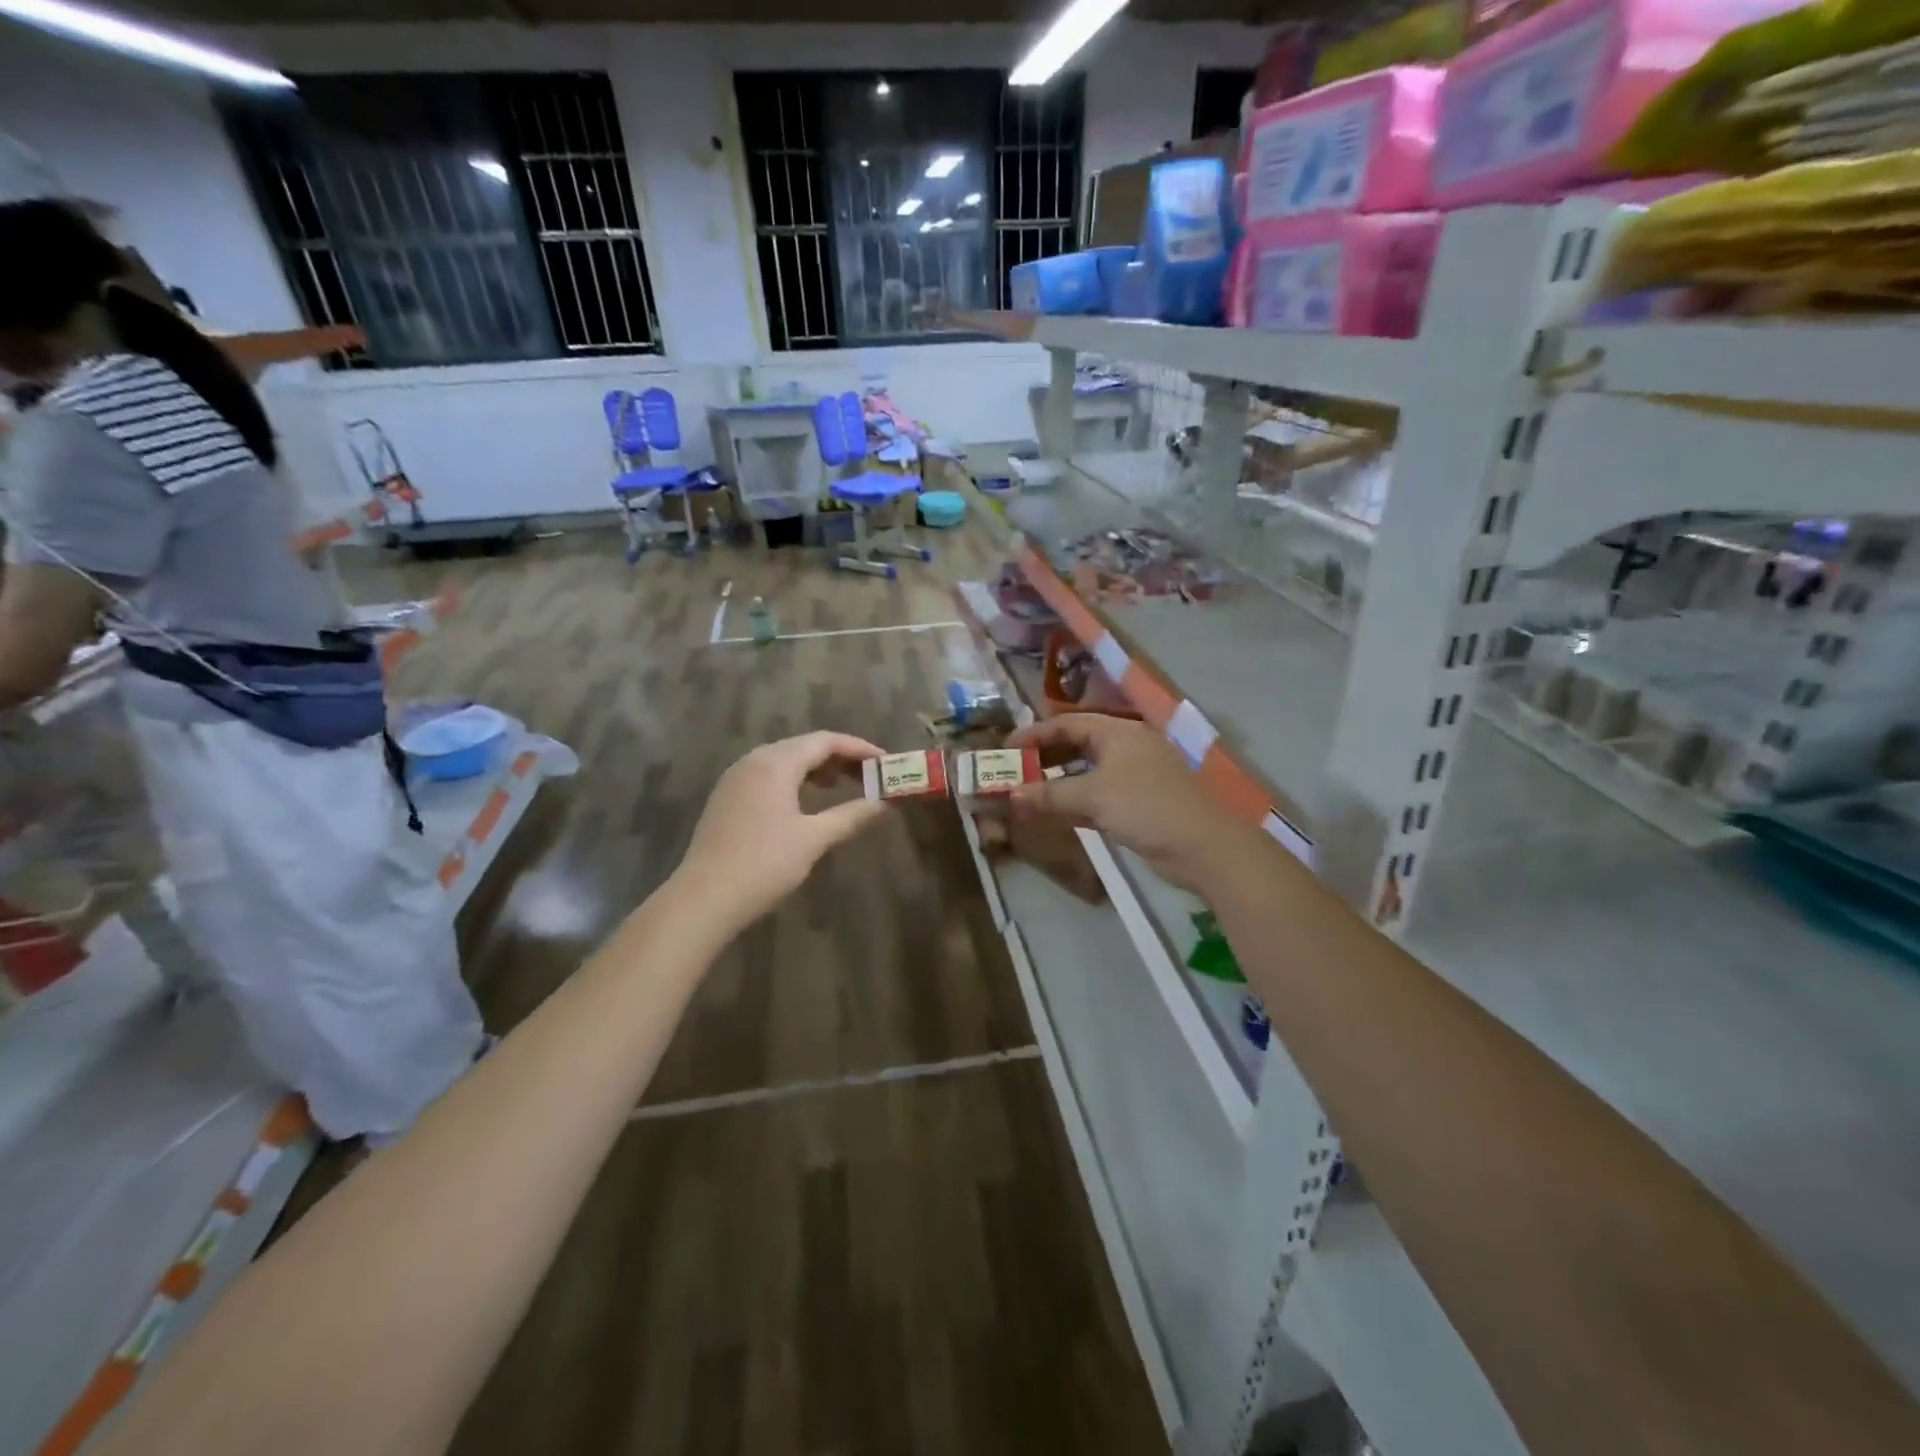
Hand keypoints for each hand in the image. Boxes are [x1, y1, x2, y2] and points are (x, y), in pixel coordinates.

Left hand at [677, 731, 889, 931]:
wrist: (704, 899)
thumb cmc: (764, 865)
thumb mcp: (814, 839)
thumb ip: (852, 815)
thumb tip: (886, 803)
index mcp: (775, 764)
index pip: (825, 741)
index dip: (859, 748)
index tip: (885, 762)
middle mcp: (753, 761)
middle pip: (804, 746)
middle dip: (840, 757)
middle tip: (870, 775)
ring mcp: (736, 778)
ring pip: (785, 759)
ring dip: (817, 768)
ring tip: (843, 785)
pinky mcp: (727, 797)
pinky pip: (768, 774)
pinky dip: (795, 779)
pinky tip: (806, 800)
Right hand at [1006, 714, 1254, 893]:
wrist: (1203, 845)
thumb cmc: (1146, 806)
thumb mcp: (1093, 796)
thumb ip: (1050, 793)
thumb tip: (1011, 794)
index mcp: (1118, 732)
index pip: (1067, 723)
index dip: (1035, 734)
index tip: (1006, 748)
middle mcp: (1126, 747)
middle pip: (1077, 745)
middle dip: (1044, 758)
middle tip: (1014, 772)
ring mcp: (1135, 776)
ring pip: (1087, 772)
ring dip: (1058, 783)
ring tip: (1027, 793)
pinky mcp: (1139, 803)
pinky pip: (1098, 795)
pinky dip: (1076, 801)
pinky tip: (1055, 813)